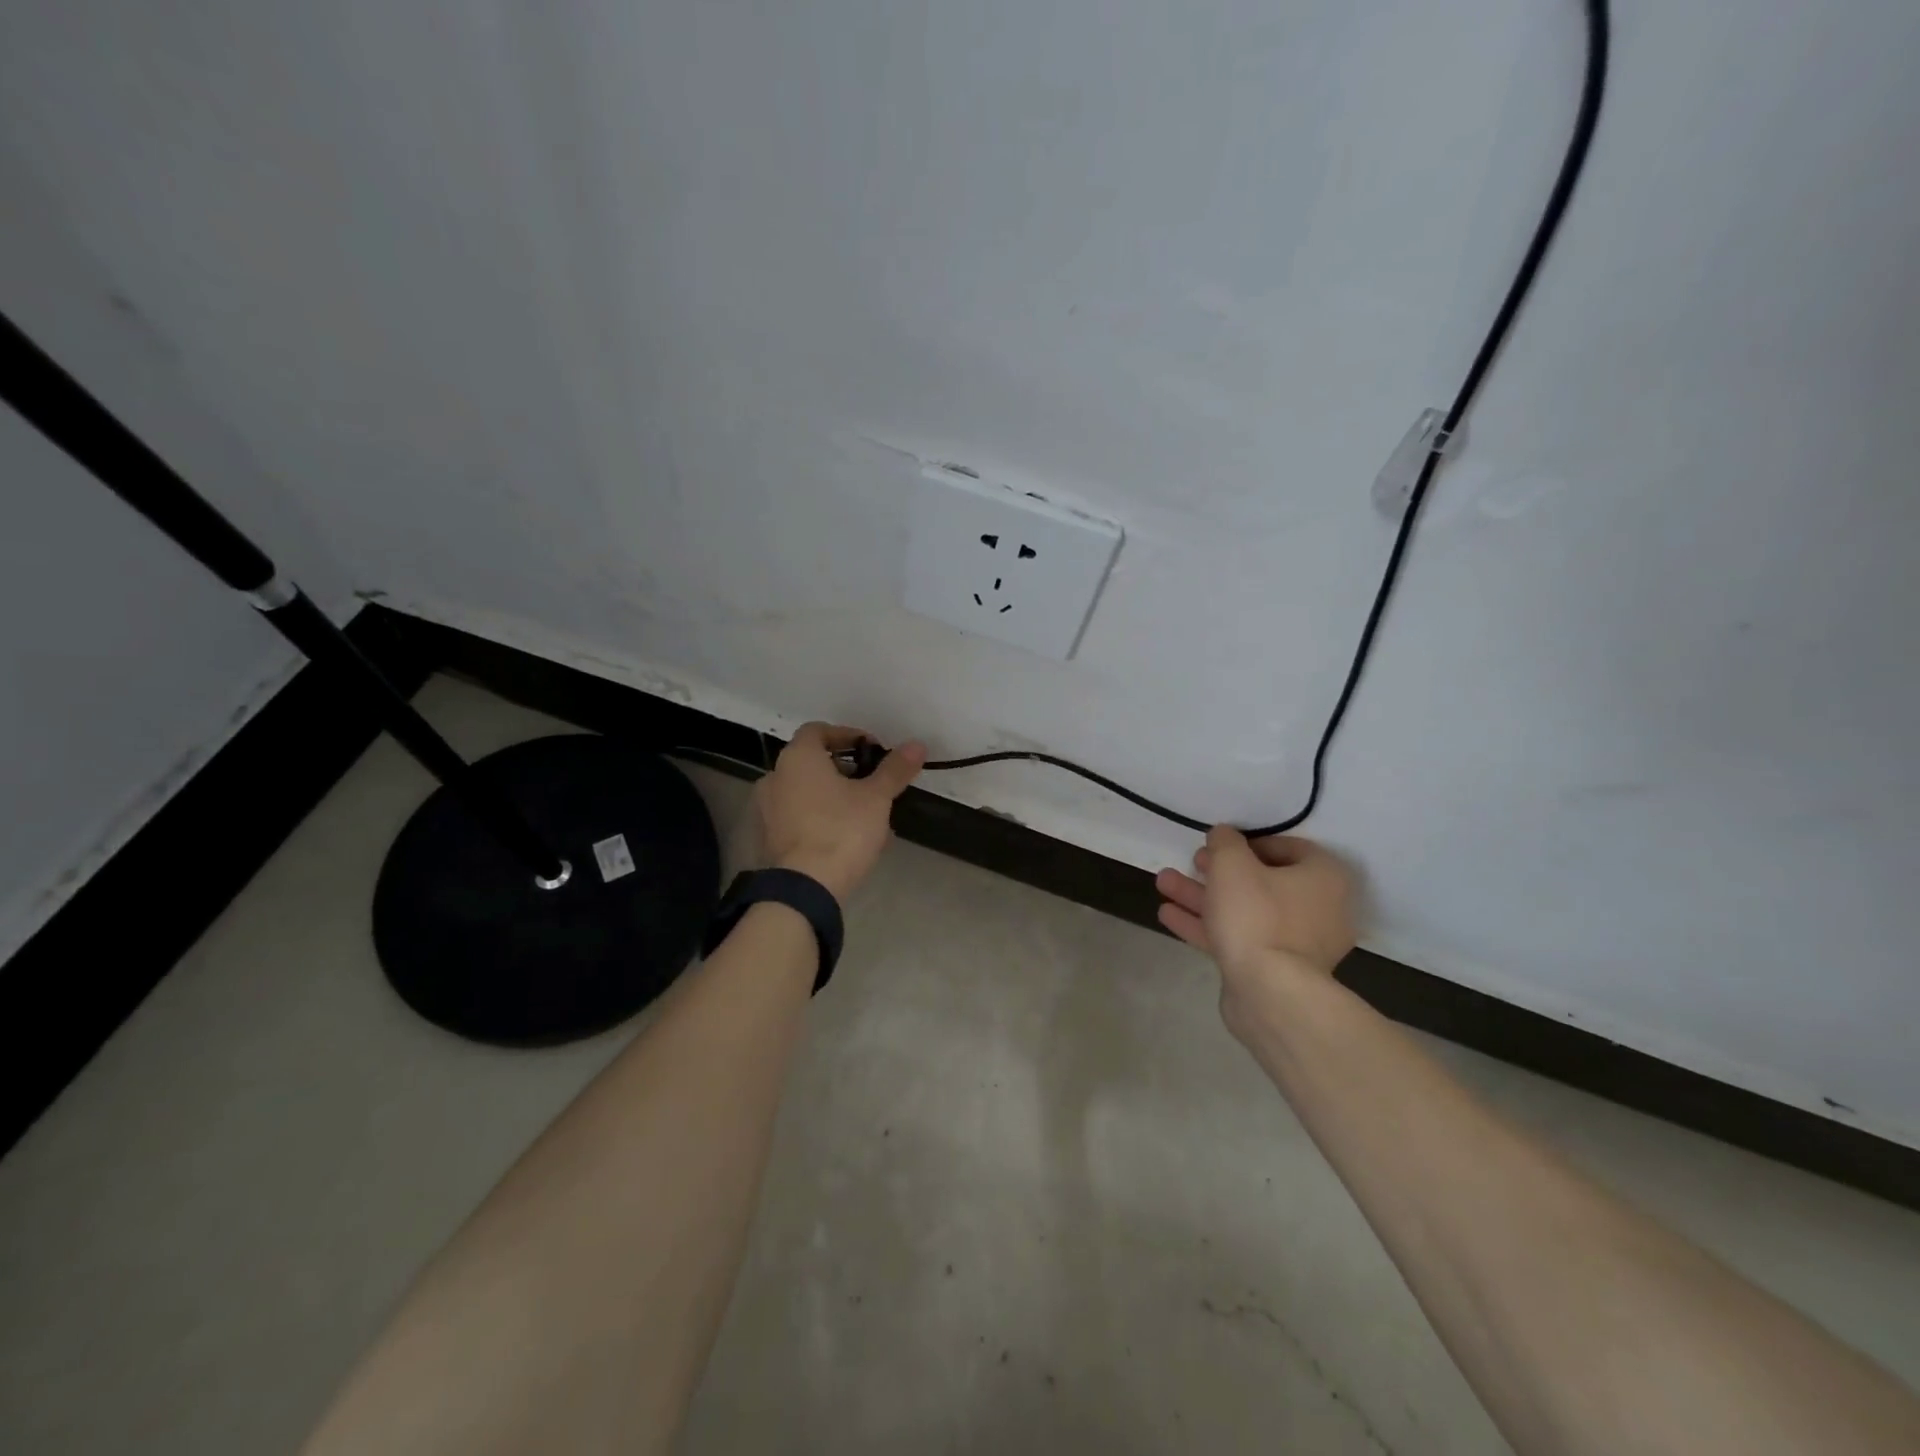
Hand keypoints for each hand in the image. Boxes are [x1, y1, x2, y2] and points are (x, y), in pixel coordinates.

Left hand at [754, 724, 925, 901]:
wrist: (804, 889)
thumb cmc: (841, 831)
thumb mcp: (876, 798)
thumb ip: (894, 770)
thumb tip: (916, 745)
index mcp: (797, 758)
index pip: (818, 731)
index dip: (847, 736)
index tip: (872, 751)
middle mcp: (774, 777)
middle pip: (811, 762)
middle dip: (844, 770)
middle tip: (872, 784)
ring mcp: (766, 810)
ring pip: (805, 792)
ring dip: (832, 796)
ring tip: (864, 815)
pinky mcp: (767, 838)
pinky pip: (797, 817)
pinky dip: (818, 818)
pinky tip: (844, 838)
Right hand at [1155, 827, 1357, 985]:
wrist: (1270, 993)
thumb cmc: (1256, 915)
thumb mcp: (1232, 864)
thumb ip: (1225, 842)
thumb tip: (1224, 835)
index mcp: (1323, 878)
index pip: (1288, 848)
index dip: (1248, 842)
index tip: (1219, 844)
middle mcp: (1319, 909)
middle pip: (1262, 881)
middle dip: (1218, 871)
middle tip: (1192, 862)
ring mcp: (1297, 944)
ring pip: (1245, 911)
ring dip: (1203, 896)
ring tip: (1163, 884)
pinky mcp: (1275, 971)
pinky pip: (1239, 938)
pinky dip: (1207, 926)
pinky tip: (1168, 915)